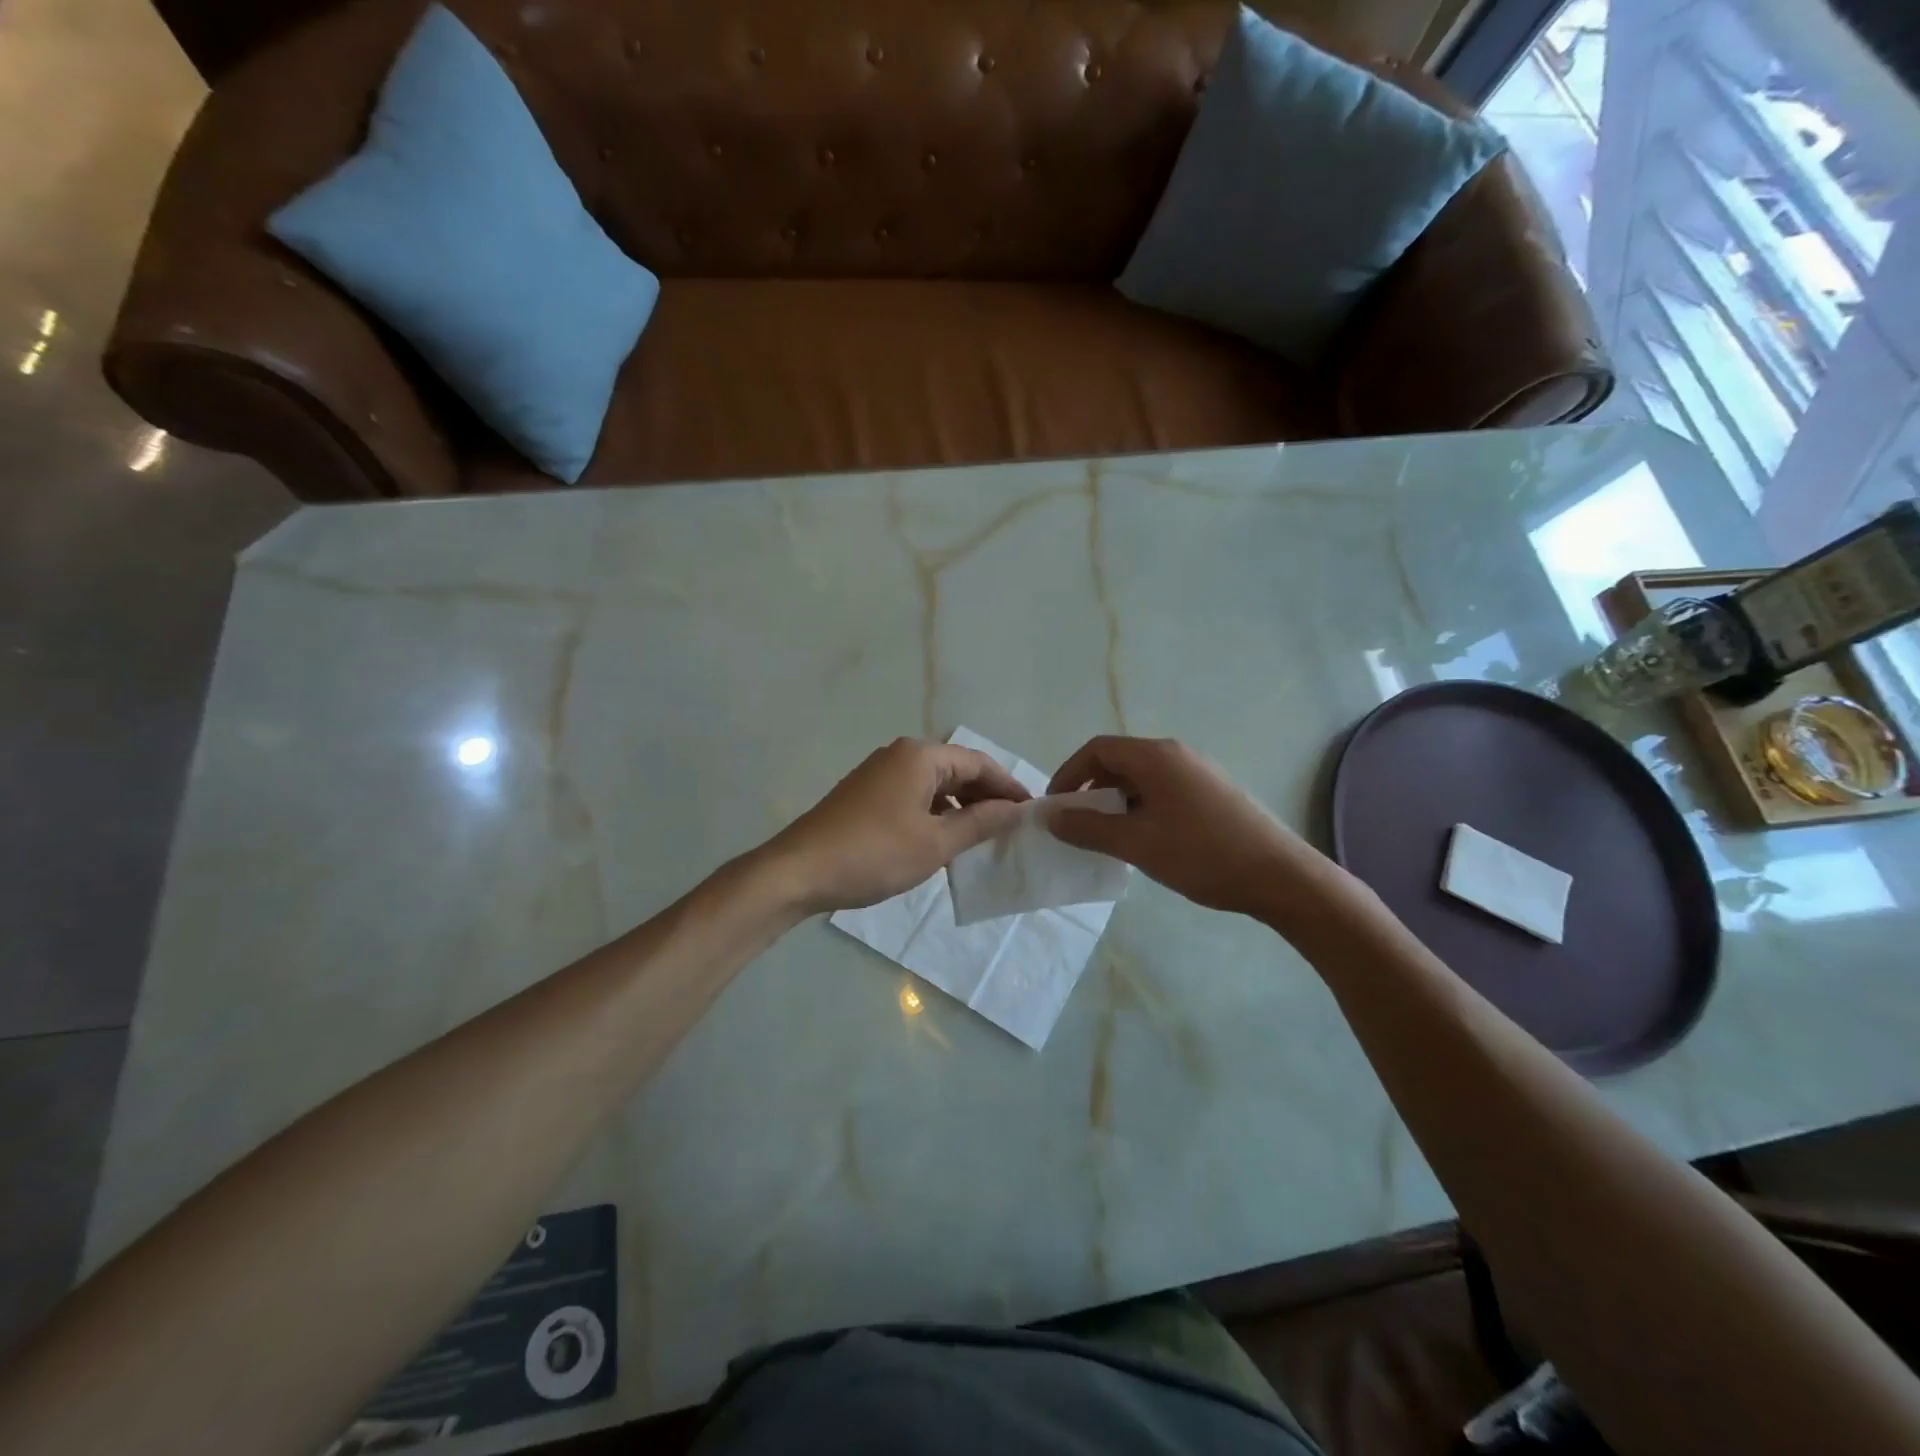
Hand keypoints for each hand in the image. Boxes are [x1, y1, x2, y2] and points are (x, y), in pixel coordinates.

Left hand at [768, 738, 1030, 913]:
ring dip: (960, 807)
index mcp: (920, 756)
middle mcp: (900, 755)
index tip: (1032, 813)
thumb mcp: (936, 843)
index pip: (979, 762)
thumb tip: (1016, 810)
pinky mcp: (865, 795)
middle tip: (1011, 828)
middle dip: (985, 796)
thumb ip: (980, 823)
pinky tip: (942, 841)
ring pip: (934, 785)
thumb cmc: (874, 853)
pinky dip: (935, 814)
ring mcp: (879, 774)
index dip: (1008, 786)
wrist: (799, 871)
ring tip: (982, 838)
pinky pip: (913, 796)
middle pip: (956, 770)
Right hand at [1046, 736, 1341, 920]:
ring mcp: (1197, 773)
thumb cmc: (1202, 854)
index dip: (1068, 774)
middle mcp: (1176, 755)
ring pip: (1140, 779)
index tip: (1056, 808)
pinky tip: (1144, 842)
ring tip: (1108, 838)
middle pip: (1118, 761)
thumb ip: (1089, 828)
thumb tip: (1051, 817)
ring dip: (1115, 803)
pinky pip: (1161, 791)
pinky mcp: (1211, 793)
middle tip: (1078, 825)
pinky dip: (1140, 809)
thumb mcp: (1136, 843)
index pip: (1097, 749)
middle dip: (1091, 790)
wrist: (1280, 876)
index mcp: (1156, 756)